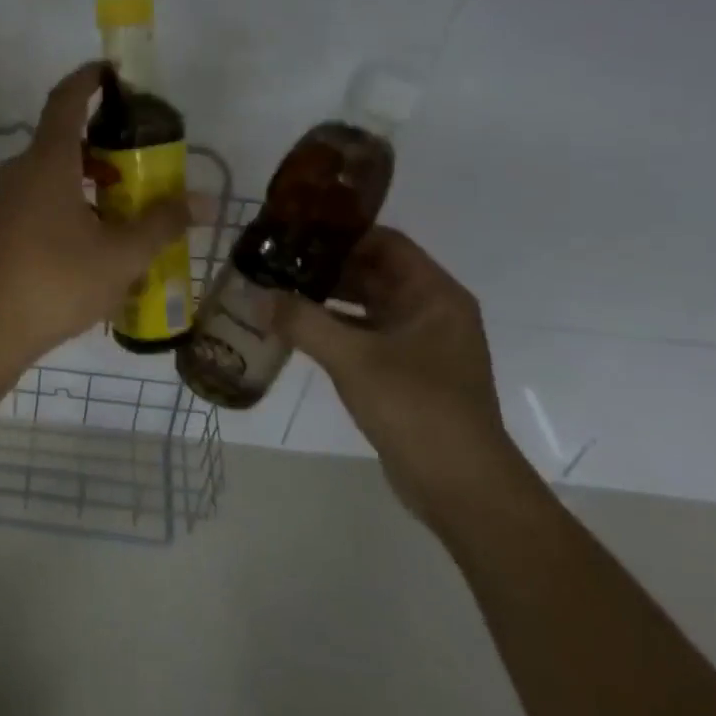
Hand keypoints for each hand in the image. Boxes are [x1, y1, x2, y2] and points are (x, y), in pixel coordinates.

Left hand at [0, 62, 189, 361]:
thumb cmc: (56, 282)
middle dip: (103, 144)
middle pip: (63, 139)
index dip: (89, 78)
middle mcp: (20, 171)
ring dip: (88, 179)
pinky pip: (39, 199)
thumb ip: (161, 224)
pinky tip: (92, 240)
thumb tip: (200, 201)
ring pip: (52, 173)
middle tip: (141, 160)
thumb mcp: (120, 256)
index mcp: (47, 162)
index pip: (66, 100)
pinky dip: (69, 202)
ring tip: (125, 206)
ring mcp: (4, 200)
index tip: (113, 71)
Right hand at [276, 227, 535, 528]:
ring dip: (325, 299)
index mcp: (433, 295)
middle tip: (275, 260)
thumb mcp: (353, 358)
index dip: (341, 233)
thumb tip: (257, 296)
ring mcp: (418, 343)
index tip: (294, 230)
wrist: (459, 485)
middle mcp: (430, 311)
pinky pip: (363, 335)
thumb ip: (303, 322)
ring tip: (276, 290)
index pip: (385, 242)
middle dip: (325, 266)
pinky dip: (332, 329)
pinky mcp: (404, 372)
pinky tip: (294, 331)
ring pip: (365, 306)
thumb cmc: (416, 406)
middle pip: (373, 272)